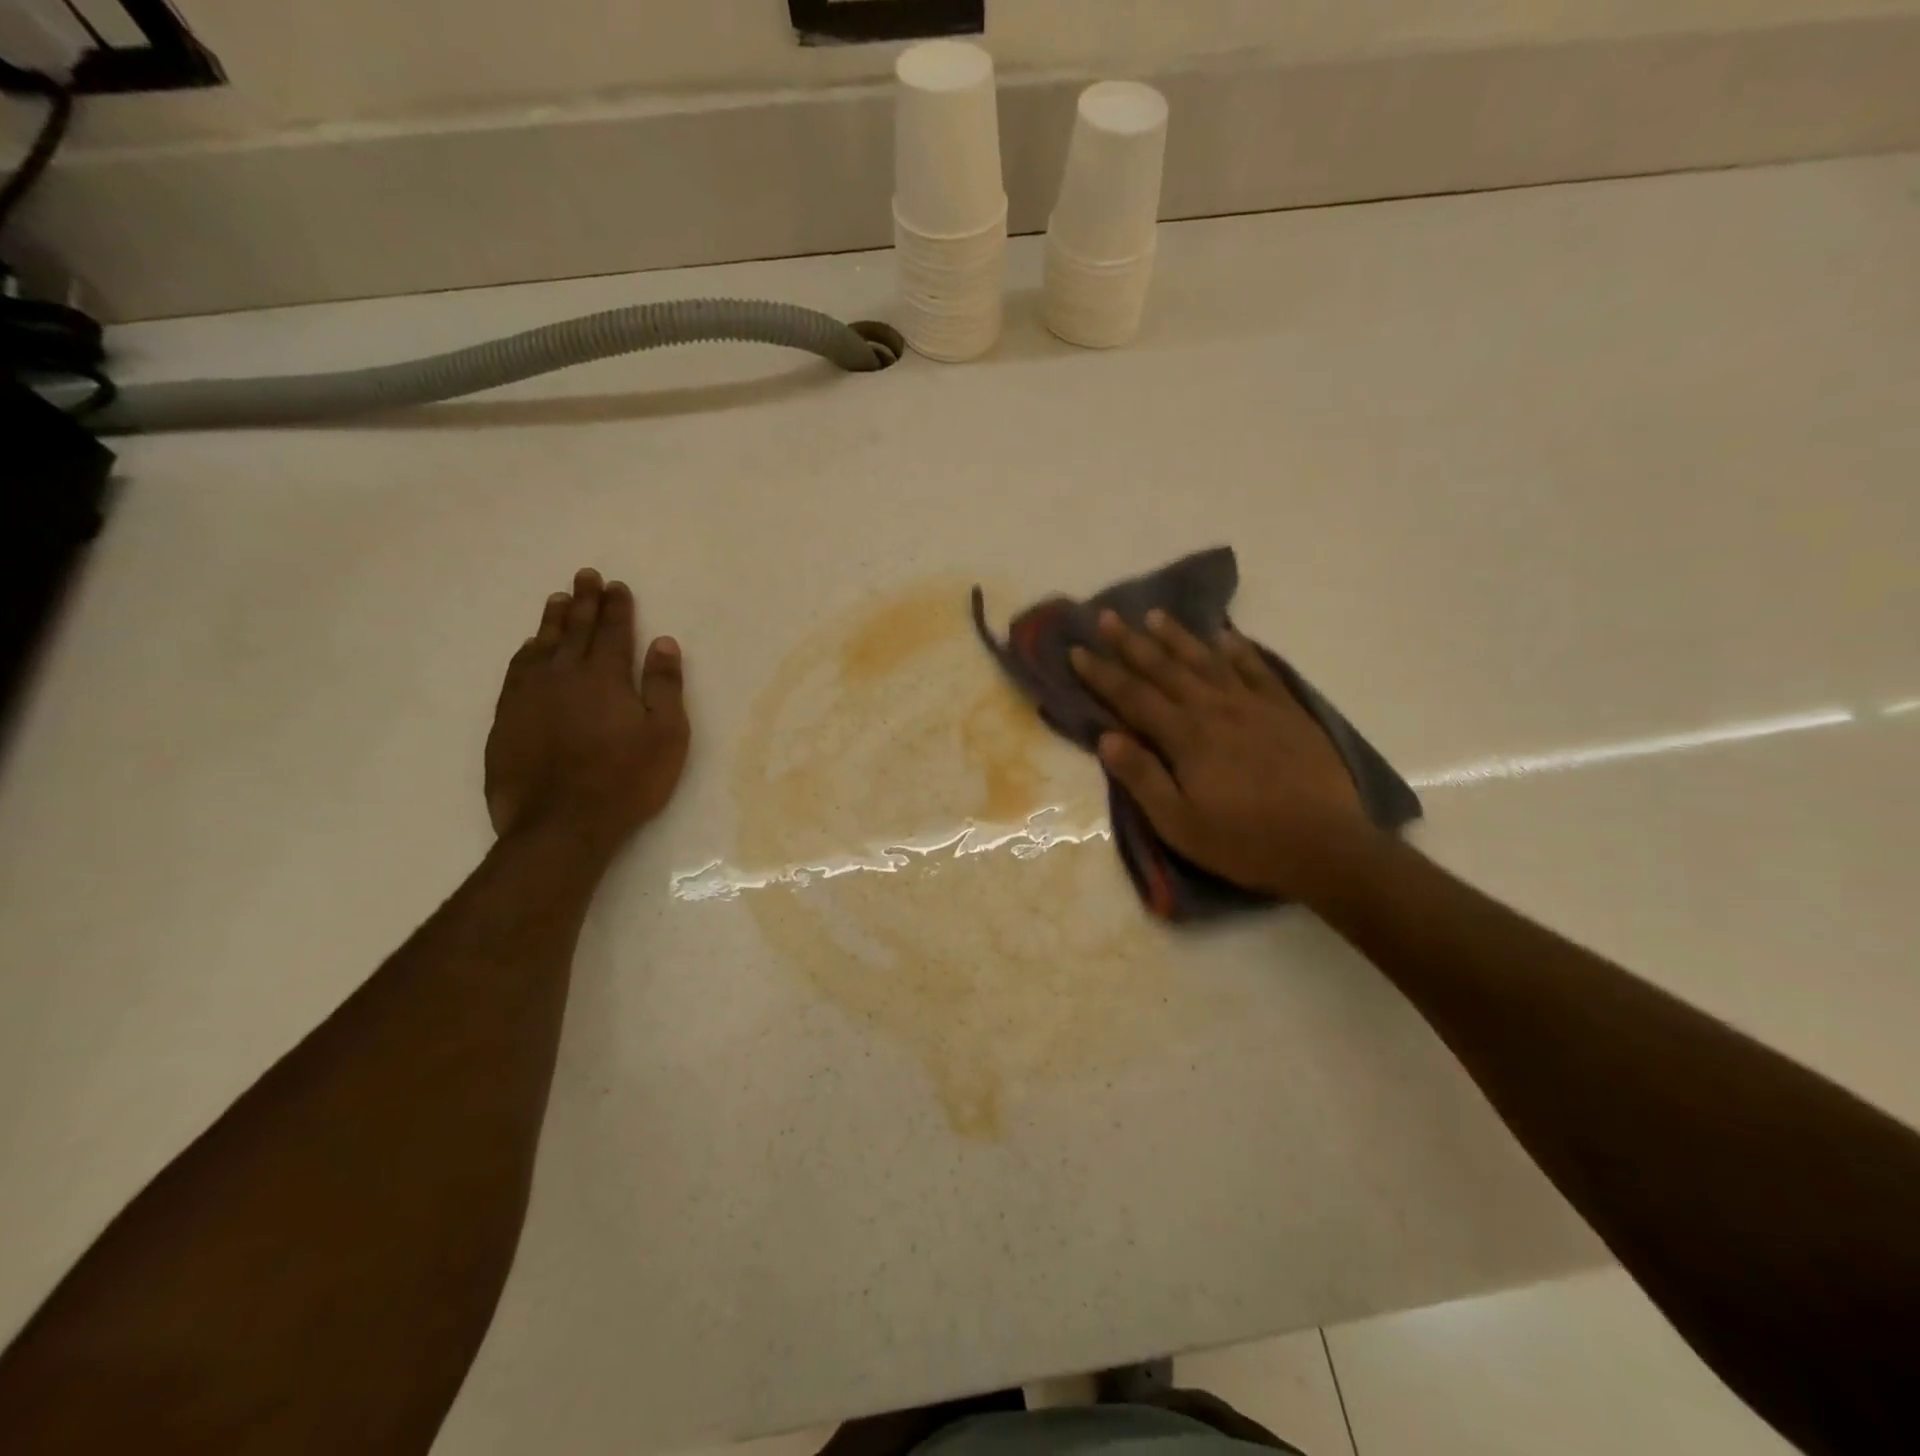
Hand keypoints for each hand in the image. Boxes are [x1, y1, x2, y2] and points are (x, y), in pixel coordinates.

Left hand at [484, 569, 689, 862]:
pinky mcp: (507, 719)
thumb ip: (664, 686)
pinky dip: (526, 652)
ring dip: (552, 621)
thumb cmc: (625, 780)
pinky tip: (530, 648)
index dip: (616, 607)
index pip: (612, 632)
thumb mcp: (666, 736)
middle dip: (584, 601)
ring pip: (541, 646)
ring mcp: (529, 696)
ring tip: (557, 600)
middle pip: (574, 630)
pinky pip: (516, 671)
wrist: (560, 824)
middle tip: (585, 576)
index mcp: (605, 677)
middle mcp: (563, 676)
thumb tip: (663, 642)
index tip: (616, 585)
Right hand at [1069, 610, 1373, 900]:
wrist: (1325, 846)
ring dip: (1178, 636)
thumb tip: (1106, 737)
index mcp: (1185, 736)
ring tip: (1155, 614)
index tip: (1077, 650)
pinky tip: (1226, 636)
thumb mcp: (1179, 823)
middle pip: (1165, 669)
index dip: (1102, 674)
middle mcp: (1215, 709)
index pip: (1132, 697)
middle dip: (1131, 643)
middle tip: (1106, 616)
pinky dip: (1239, 650)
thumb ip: (1142, 777)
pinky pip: (1257, 669)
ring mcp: (1254, 705)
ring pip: (1207, 660)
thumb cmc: (1243, 842)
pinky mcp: (1286, 710)